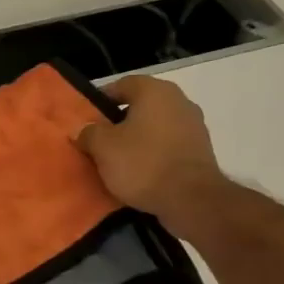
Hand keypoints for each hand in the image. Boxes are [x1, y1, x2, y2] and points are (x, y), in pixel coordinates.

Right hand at [75, 76, 225, 238]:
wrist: (192, 199)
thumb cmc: (143, 164)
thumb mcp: (103, 148)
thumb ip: (89, 133)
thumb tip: (82, 129)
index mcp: (154, 91)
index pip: (122, 84)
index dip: (102, 100)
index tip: (87, 119)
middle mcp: (178, 100)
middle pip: (141, 105)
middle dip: (119, 121)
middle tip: (99, 139)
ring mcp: (194, 125)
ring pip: (155, 125)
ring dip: (138, 138)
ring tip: (118, 159)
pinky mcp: (201, 149)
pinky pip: (169, 144)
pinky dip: (154, 152)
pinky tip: (141, 171)